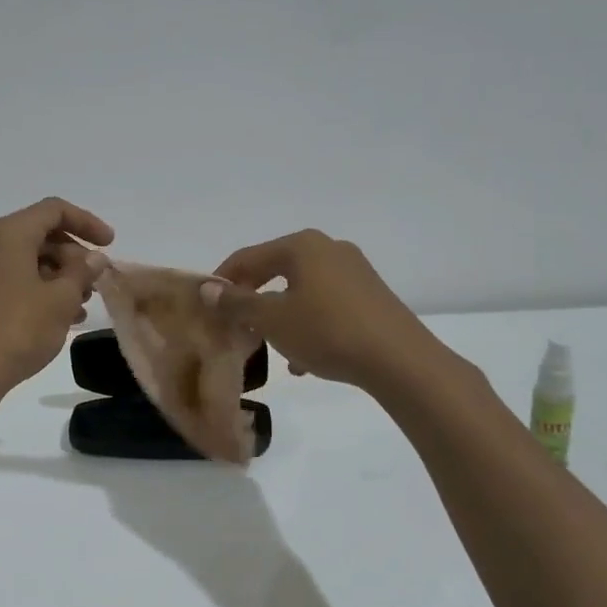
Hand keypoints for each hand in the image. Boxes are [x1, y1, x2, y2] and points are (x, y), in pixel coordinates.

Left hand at [0, 198, 113, 400]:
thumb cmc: (18, 329)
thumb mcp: (61, 299)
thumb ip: (82, 272)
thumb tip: (94, 257)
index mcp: (10, 234)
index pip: (54, 210)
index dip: (87, 222)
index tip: (110, 245)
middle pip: (42, 234)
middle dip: (75, 255)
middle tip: (95, 282)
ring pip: (32, 259)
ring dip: (62, 276)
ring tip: (83, 304)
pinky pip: (18, 279)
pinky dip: (44, 290)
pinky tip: (64, 317)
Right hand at [204, 230, 440, 391]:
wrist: (400, 361)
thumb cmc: (327, 332)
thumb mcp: (272, 320)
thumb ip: (236, 303)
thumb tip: (207, 289)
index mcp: (301, 246)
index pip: (247, 257)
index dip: (221, 281)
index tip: (206, 306)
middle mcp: (328, 248)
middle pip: (274, 270)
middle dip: (252, 299)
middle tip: (234, 325)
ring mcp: (353, 270)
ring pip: (300, 290)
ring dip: (279, 315)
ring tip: (267, 345)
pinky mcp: (370, 294)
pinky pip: (325, 303)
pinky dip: (307, 323)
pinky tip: (303, 358)